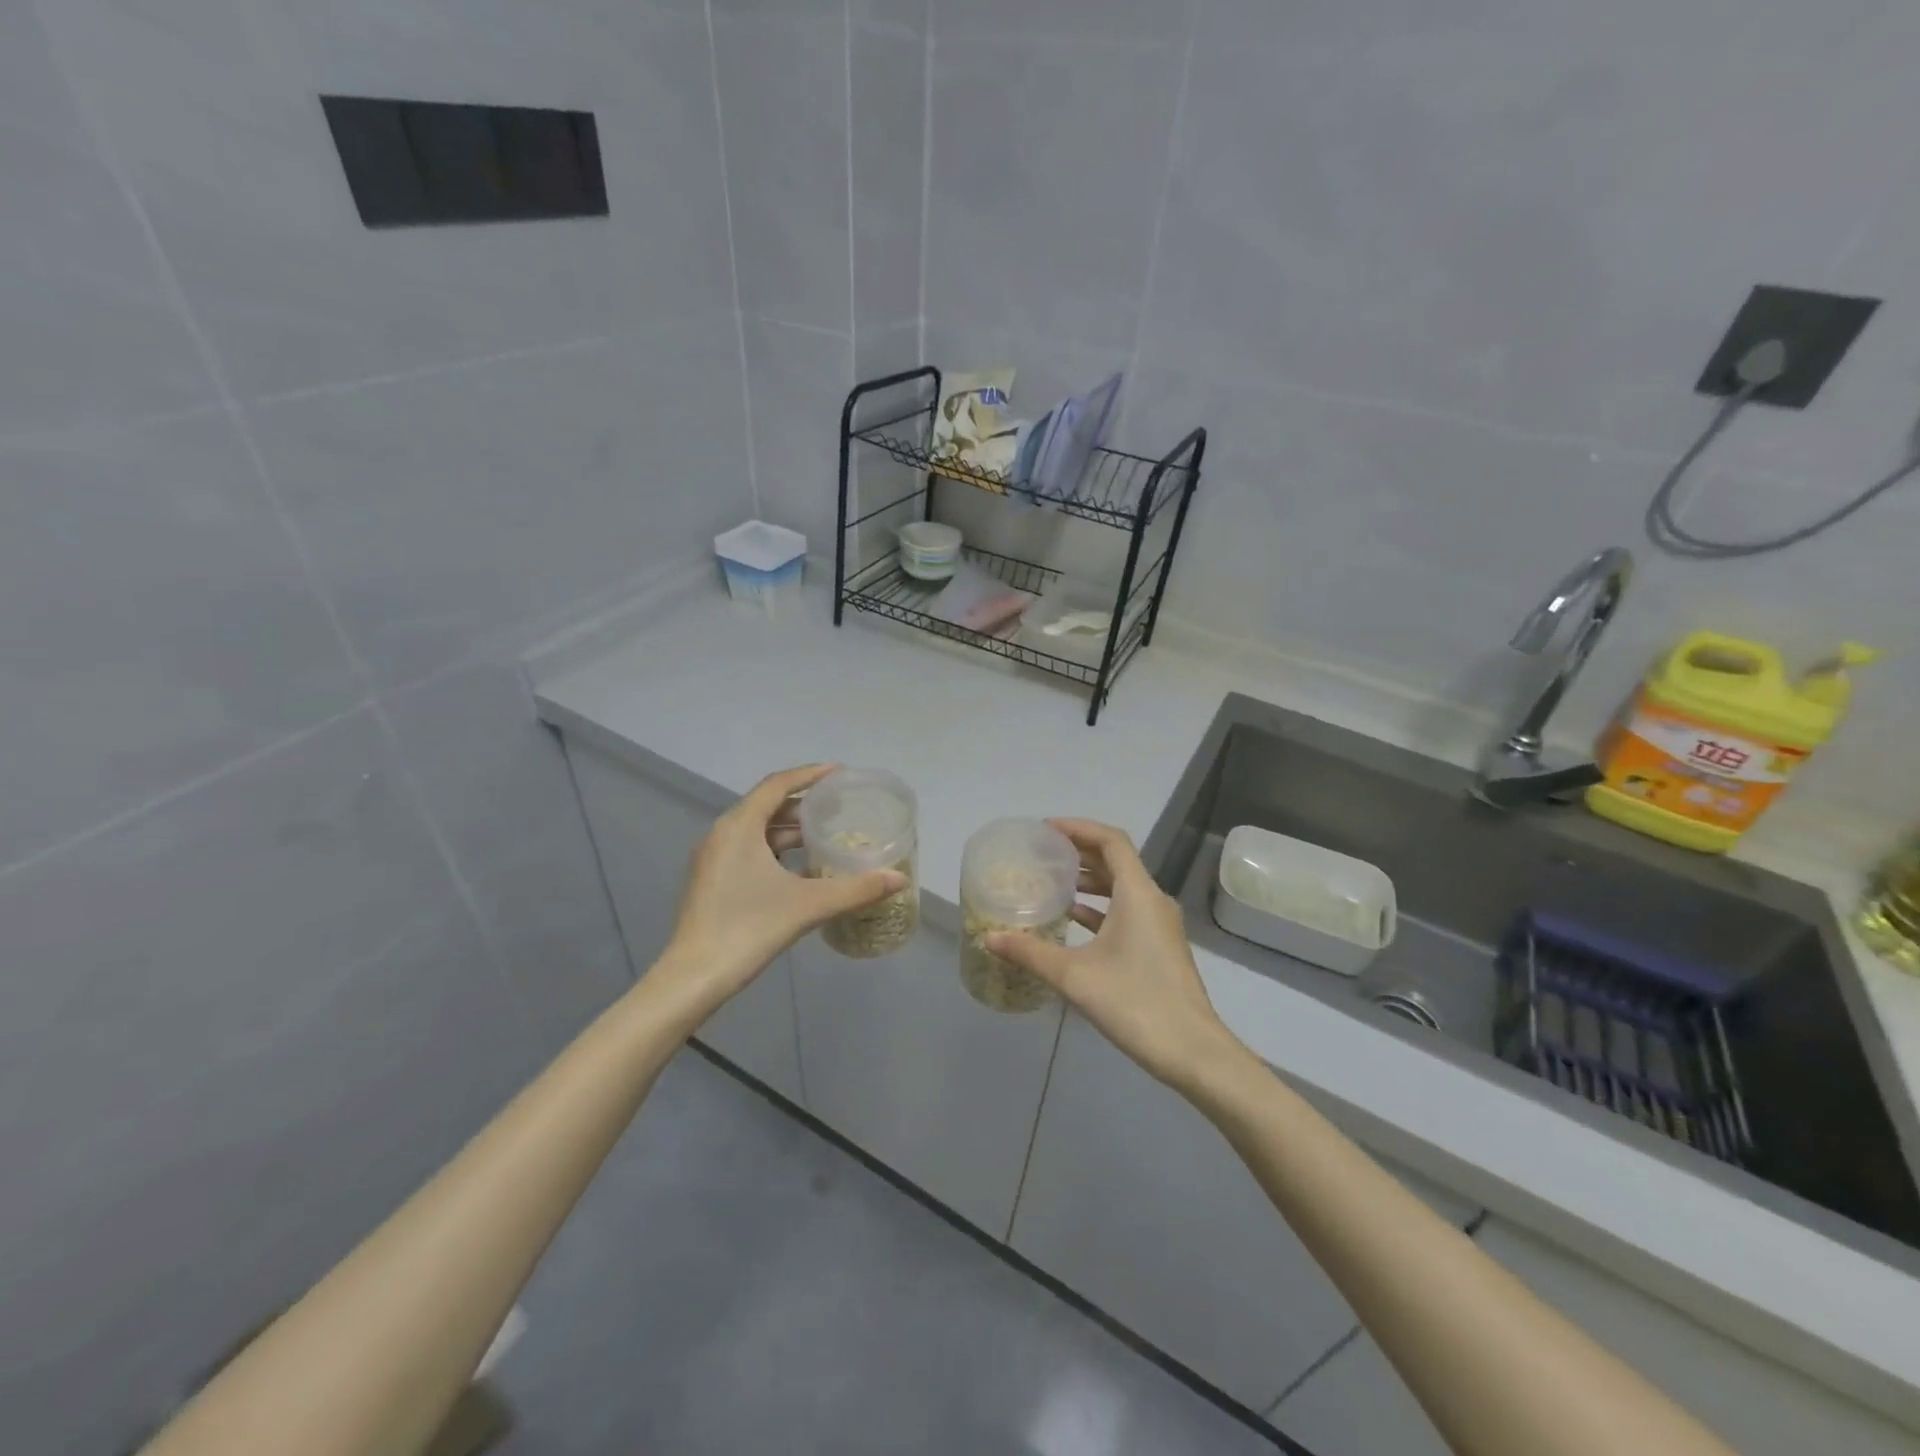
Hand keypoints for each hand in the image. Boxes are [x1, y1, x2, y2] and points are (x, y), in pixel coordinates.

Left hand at [664, 764, 906, 1006]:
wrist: (694, 977)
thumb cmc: (749, 929)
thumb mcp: (809, 905)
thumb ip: (856, 889)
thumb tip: (898, 879)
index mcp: (739, 826)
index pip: (778, 784)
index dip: (809, 774)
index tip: (839, 773)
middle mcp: (722, 833)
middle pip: (766, 805)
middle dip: (803, 804)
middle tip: (838, 808)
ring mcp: (712, 858)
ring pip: (756, 830)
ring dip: (788, 829)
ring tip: (823, 836)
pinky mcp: (711, 880)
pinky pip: (747, 849)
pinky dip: (774, 850)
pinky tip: (798, 868)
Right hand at [986, 819, 1239, 1088]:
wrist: (1192, 1051)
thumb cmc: (1134, 1002)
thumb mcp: (1074, 976)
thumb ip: (1030, 953)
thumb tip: (990, 937)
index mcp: (1138, 893)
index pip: (1111, 840)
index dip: (1078, 828)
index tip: (1046, 830)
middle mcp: (1153, 900)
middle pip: (1117, 860)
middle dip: (1080, 852)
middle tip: (1044, 854)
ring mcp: (1160, 925)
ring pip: (1123, 887)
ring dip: (1091, 880)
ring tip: (1054, 883)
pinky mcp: (1160, 947)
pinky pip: (1128, 911)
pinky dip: (1101, 907)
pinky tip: (1073, 920)